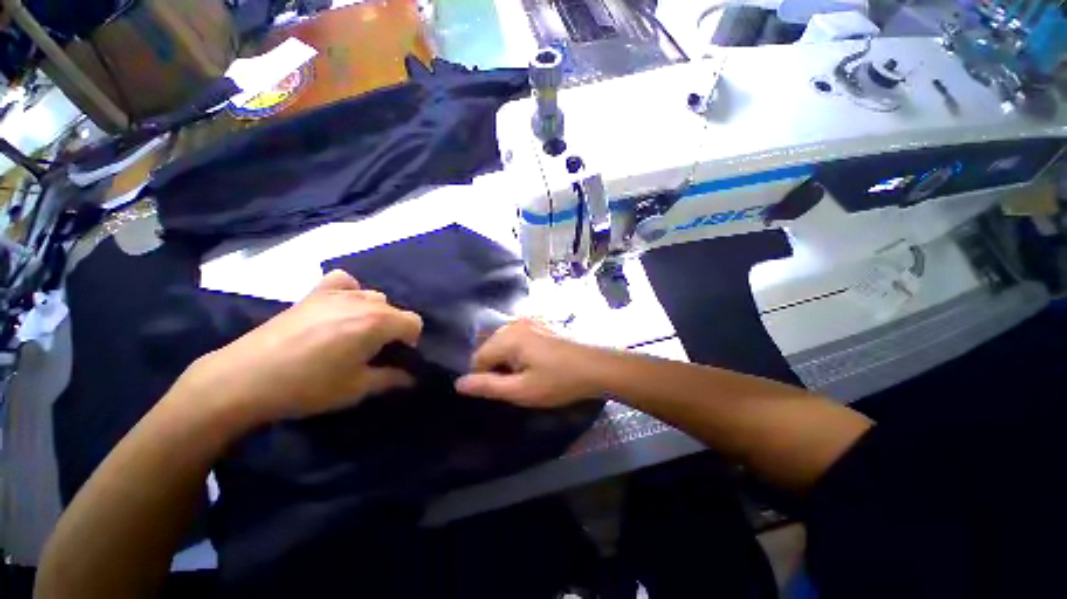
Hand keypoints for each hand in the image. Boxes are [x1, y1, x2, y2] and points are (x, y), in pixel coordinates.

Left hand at [179, 270, 422, 424]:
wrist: (245, 379)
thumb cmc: (308, 386)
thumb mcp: (357, 389)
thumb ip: (391, 379)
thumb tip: (411, 377)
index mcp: (377, 323)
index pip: (414, 322)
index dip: (411, 341)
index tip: (395, 357)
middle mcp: (363, 302)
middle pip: (395, 309)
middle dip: (393, 329)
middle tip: (374, 351)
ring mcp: (337, 294)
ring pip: (374, 296)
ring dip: (374, 313)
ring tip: (354, 333)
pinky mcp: (313, 293)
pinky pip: (344, 281)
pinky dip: (350, 291)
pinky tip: (340, 307)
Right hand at [455, 319, 601, 407]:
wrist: (595, 368)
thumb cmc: (558, 381)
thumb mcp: (521, 390)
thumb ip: (488, 386)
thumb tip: (458, 384)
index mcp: (508, 337)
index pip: (478, 358)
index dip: (485, 378)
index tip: (504, 391)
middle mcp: (514, 324)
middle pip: (489, 348)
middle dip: (496, 368)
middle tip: (516, 384)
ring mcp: (528, 322)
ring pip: (502, 344)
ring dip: (507, 361)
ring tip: (526, 375)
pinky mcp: (538, 325)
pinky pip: (516, 339)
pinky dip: (517, 353)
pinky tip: (534, 364)